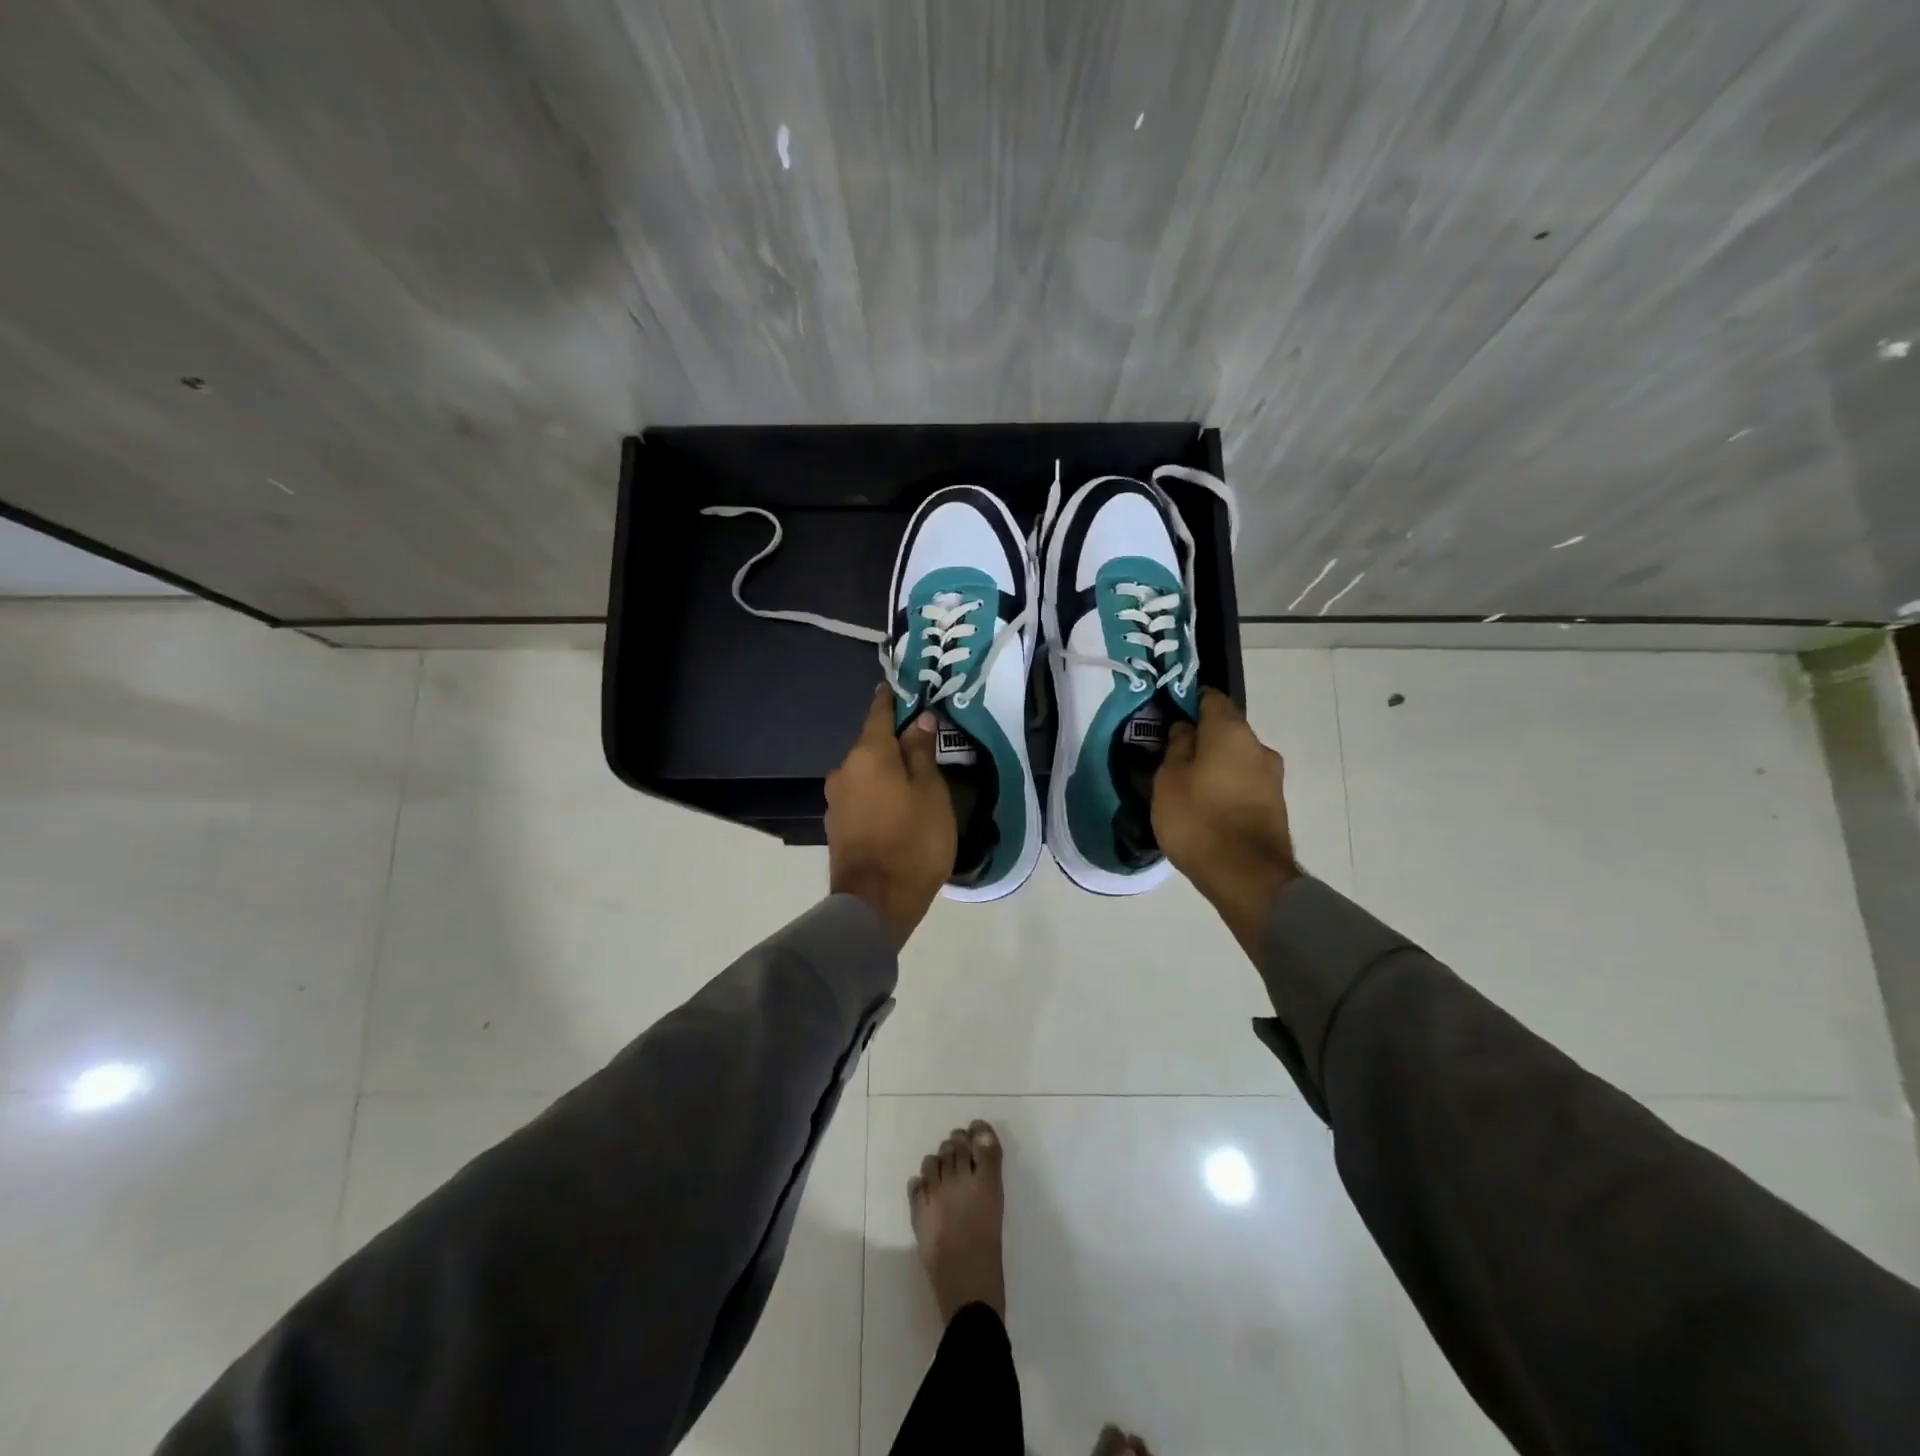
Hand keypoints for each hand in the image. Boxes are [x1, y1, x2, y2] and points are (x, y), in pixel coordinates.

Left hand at [826, 685, 956, 948]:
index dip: (891, 699)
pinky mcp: (837, 825)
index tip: (901, 688)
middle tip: (923, 746)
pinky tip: (895, 808)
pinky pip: (861, 796)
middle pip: (871, 745)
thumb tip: (919, 720)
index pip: (879, 712)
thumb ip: (921, 753)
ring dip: (885, 772)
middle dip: (894, 743)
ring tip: (913, 782)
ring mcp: (836, 799)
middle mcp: (844, 770)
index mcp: (868, 754)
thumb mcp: (931, 793)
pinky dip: (877, 794)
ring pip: (865, 773)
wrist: (875, 903)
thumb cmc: (913, 841)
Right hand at [1153, 687, 1299, 954]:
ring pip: (1236, 759)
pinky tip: (1206, 805)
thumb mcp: (1168, 781)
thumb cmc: (1198, 819)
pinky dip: (1226, 787)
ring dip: (1215, 765)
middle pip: (1225, 731)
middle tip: (1172, 755)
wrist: (1246, 876)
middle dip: (1201, 738)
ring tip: (1187, 785)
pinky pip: (1244, 784)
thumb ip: (1176, 749)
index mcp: (1231, 732)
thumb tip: (1185, 729)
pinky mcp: (1275, 805)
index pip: (1211, 698)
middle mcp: (1258, 747)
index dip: (1189, 700)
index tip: (1169, 713)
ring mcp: (1272, 778)